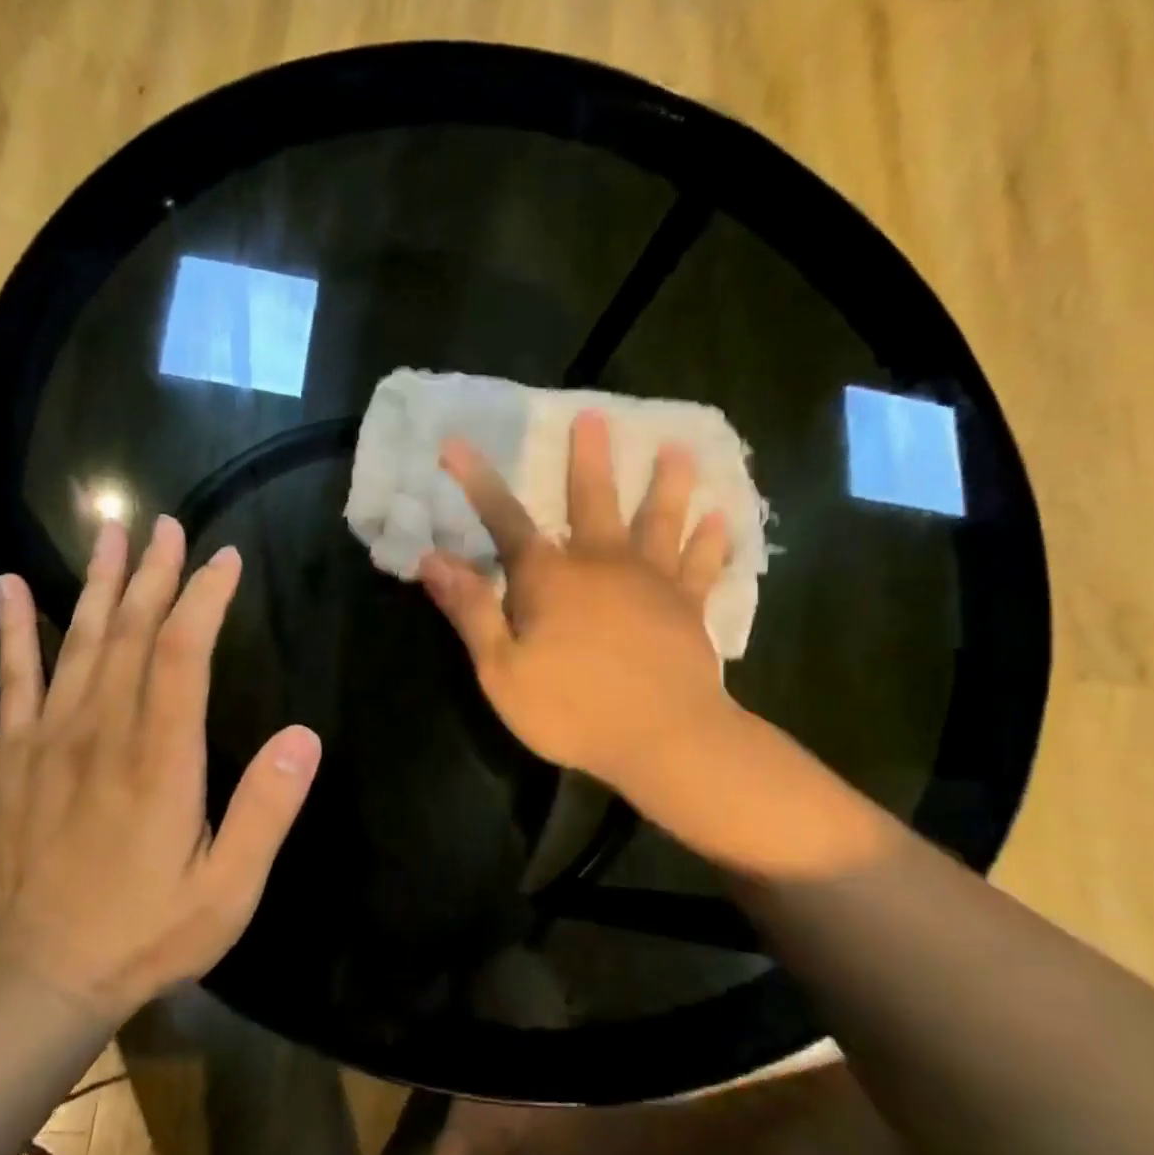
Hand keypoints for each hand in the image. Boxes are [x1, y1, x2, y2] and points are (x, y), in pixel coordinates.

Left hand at [0, 517, 320, 1020]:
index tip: (224, 561)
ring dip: (96, 583)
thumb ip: (266, 810)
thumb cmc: (151, 930)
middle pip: (128, 632)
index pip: (183, 653)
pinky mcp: (14, 758)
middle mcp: (101, 733)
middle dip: (152, 573)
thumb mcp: (229, 888)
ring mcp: (48, 741)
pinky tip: (5, 587)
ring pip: (76, 642)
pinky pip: (11, 678)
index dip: (204, 598)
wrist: (45, 975)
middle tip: (166, 525)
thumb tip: (304, 736)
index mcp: (159, 759)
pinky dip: (10, 629)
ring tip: (108, 533)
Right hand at [418, 409, 739, 799]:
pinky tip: (720, 518)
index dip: (477, 481)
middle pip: (593, 500)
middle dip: (588, 459)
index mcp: (549, 578)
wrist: (663, 739)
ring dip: (667, 484)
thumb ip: (470, 611)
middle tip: (594, 415)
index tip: (457, 443)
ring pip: (659, 520)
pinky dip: (710, 541)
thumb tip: (433, 560)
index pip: (504, 519)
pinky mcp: (688, 608)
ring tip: (677, 450)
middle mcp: (602, 563)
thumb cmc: (572, 709)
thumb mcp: (502, 669)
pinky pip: (702, 565)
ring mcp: (652, 582)